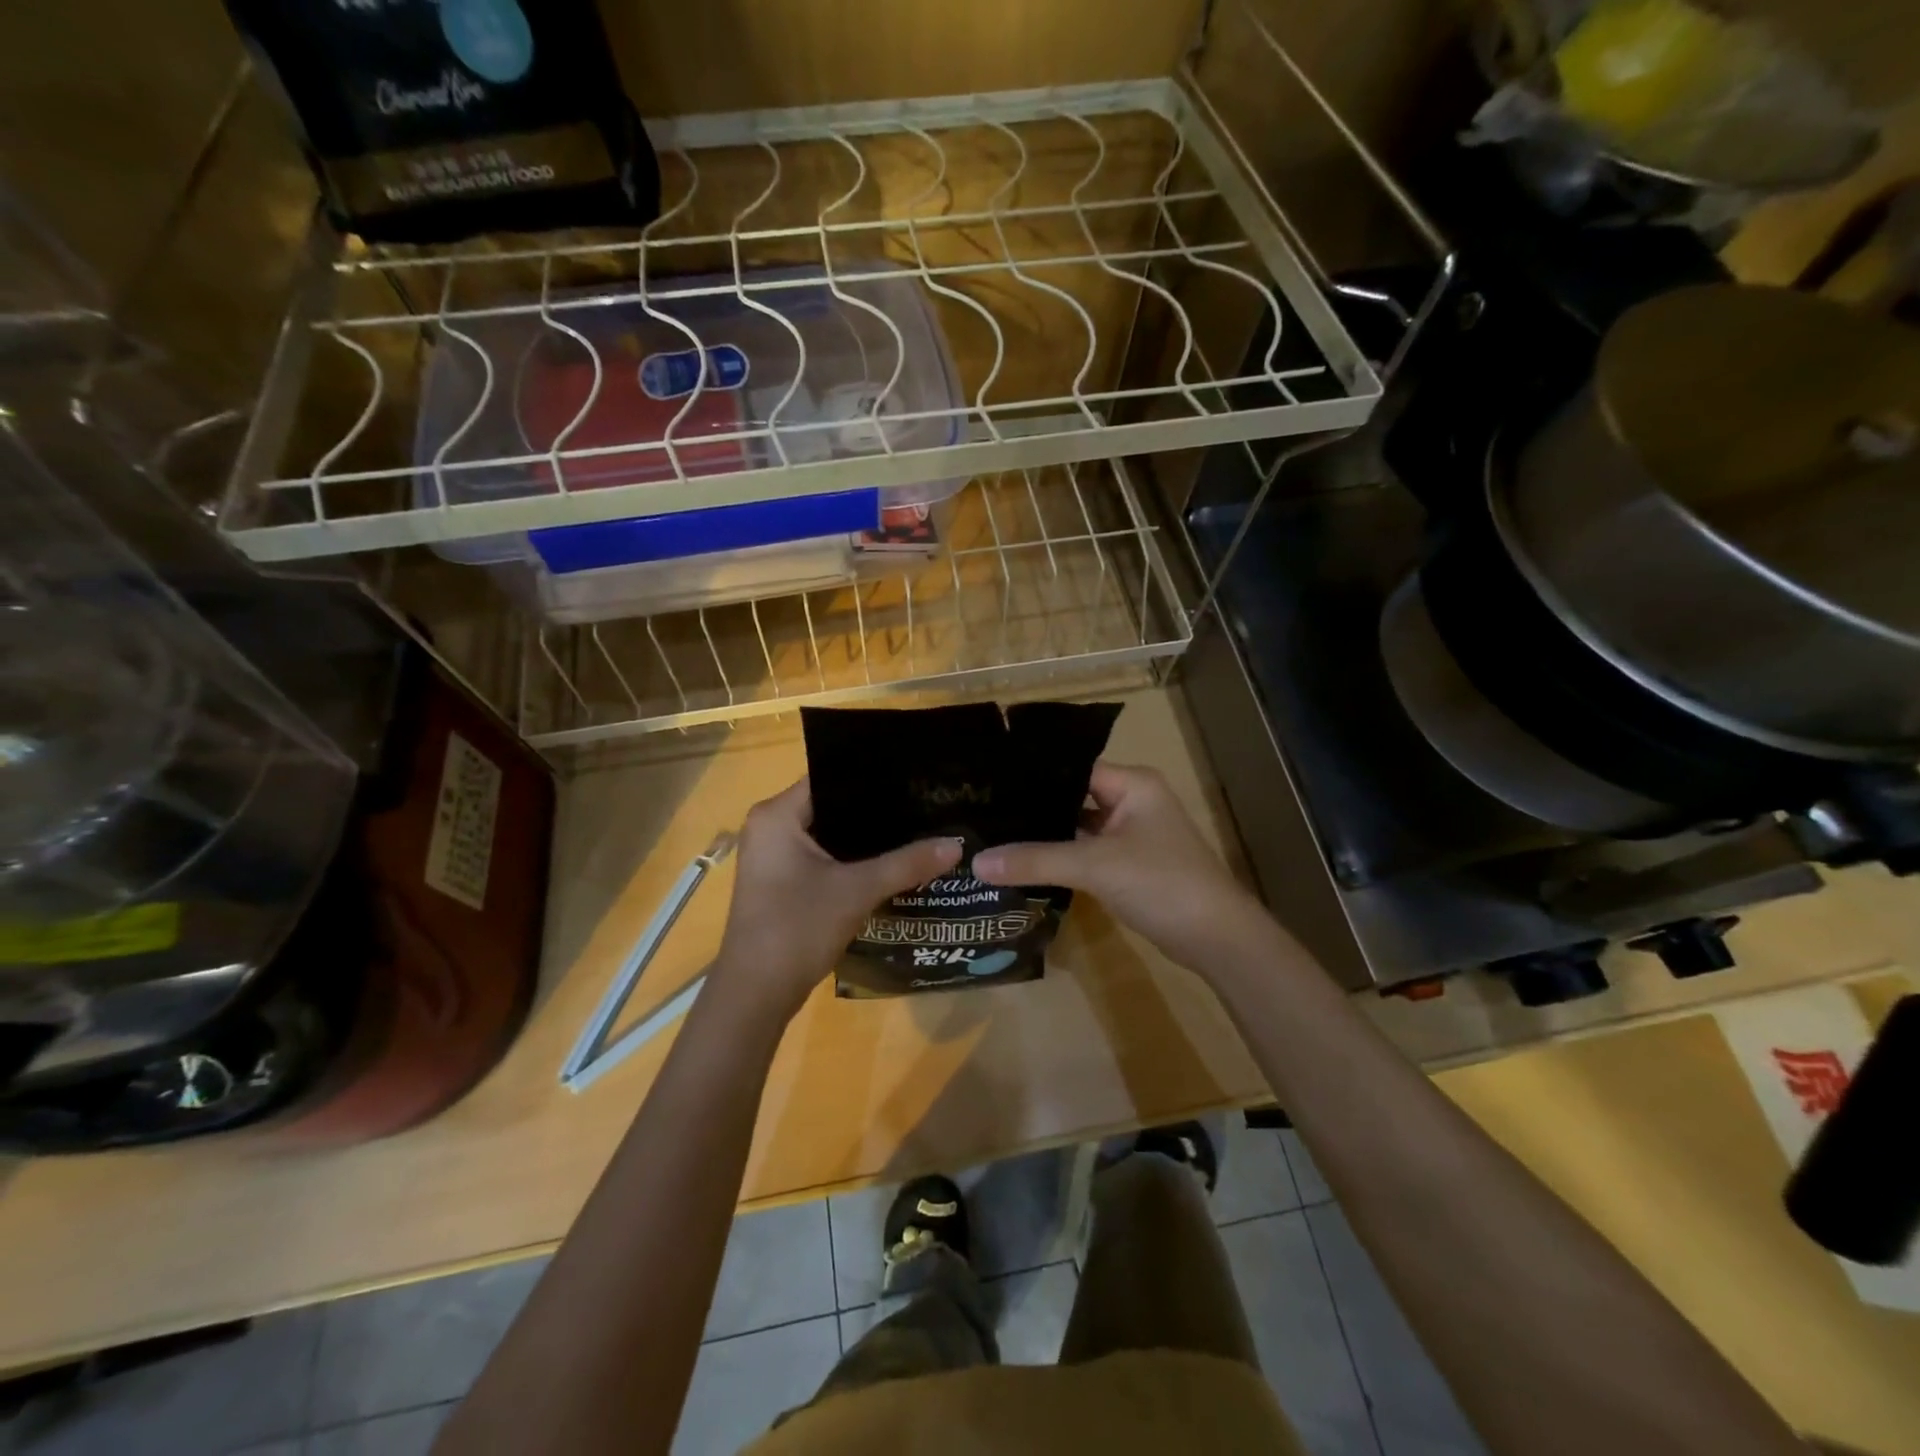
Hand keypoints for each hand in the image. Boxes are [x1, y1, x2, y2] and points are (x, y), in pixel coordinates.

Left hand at [709, 779, 960, 1021]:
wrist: (756, 994)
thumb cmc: (797, 928)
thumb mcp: (857, 891)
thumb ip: (907, 863)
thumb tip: (956, 844)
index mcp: (776, 815)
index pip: (831, 776)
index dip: (873, 775)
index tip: (915, 776)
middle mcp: (770, 827)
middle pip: (833, 805)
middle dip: (877, 808)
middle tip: (925, 802)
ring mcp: (774, 856)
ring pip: (830, 834)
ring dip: (867, 838)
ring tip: (917, 827)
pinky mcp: (782, 882)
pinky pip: (824, 857)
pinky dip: (853, 860)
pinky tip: (892, 862)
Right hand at [973, 762, 1270, 972]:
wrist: (1216, 938)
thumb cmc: (1161, 883)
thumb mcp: (1095, 867)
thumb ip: (1036, 860)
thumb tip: (976, 863)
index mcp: (1132, 784)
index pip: (1071, 768)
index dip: (1031, 777)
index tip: (986, 784)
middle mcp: (1132, 801)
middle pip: (1072, 797)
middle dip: (1032, 808)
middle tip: (980, 810)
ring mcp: (1131, 835)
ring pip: (1077, 827)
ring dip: (1045, 835)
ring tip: (992, 834)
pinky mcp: (1128, 864)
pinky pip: (1086, 852)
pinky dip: (1060, 858)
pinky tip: (1023, 863)